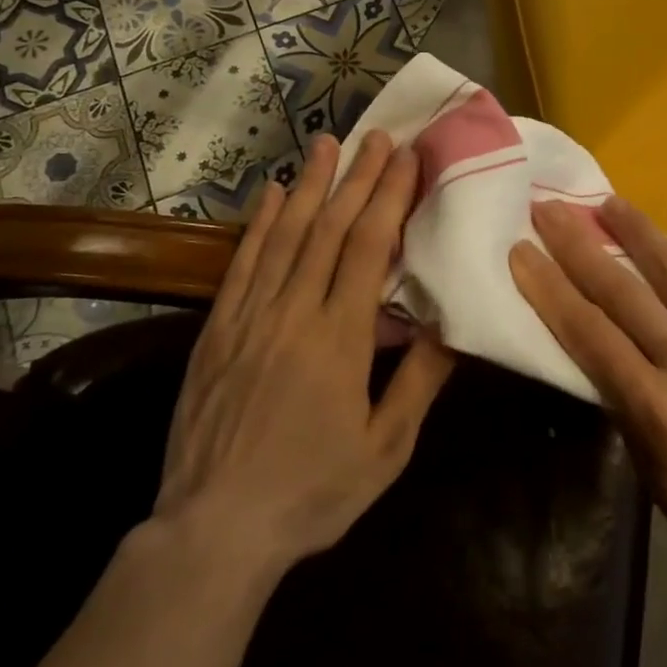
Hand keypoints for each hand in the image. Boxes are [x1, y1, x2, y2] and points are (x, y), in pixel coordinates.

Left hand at [152, 131, 455, 577]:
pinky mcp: (217, 330)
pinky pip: (243, 265)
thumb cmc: (312, 491)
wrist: (214, 530)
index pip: (368, 249)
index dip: (389, 198)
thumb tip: (452, 323)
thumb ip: (420, 381)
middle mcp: (294, 314)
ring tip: (327, 143)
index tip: (407, 158)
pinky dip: (260, 225)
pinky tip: (273, 195)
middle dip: (358, 178)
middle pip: (330, 230)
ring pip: (285, 236)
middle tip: (377, 136)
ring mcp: (250, 318)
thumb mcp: (385, 449)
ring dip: (310, 186)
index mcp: (340, 339)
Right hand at [509, 197, 666, 615]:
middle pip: (623, 289)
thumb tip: (604, 351)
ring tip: (611, 203)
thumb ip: (627, 405)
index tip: (522, 250)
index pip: (588, 331)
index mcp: (658, 408)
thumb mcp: (655, 476)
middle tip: (551, 209)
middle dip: (579, 244)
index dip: (548, 287)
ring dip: (639, 230)